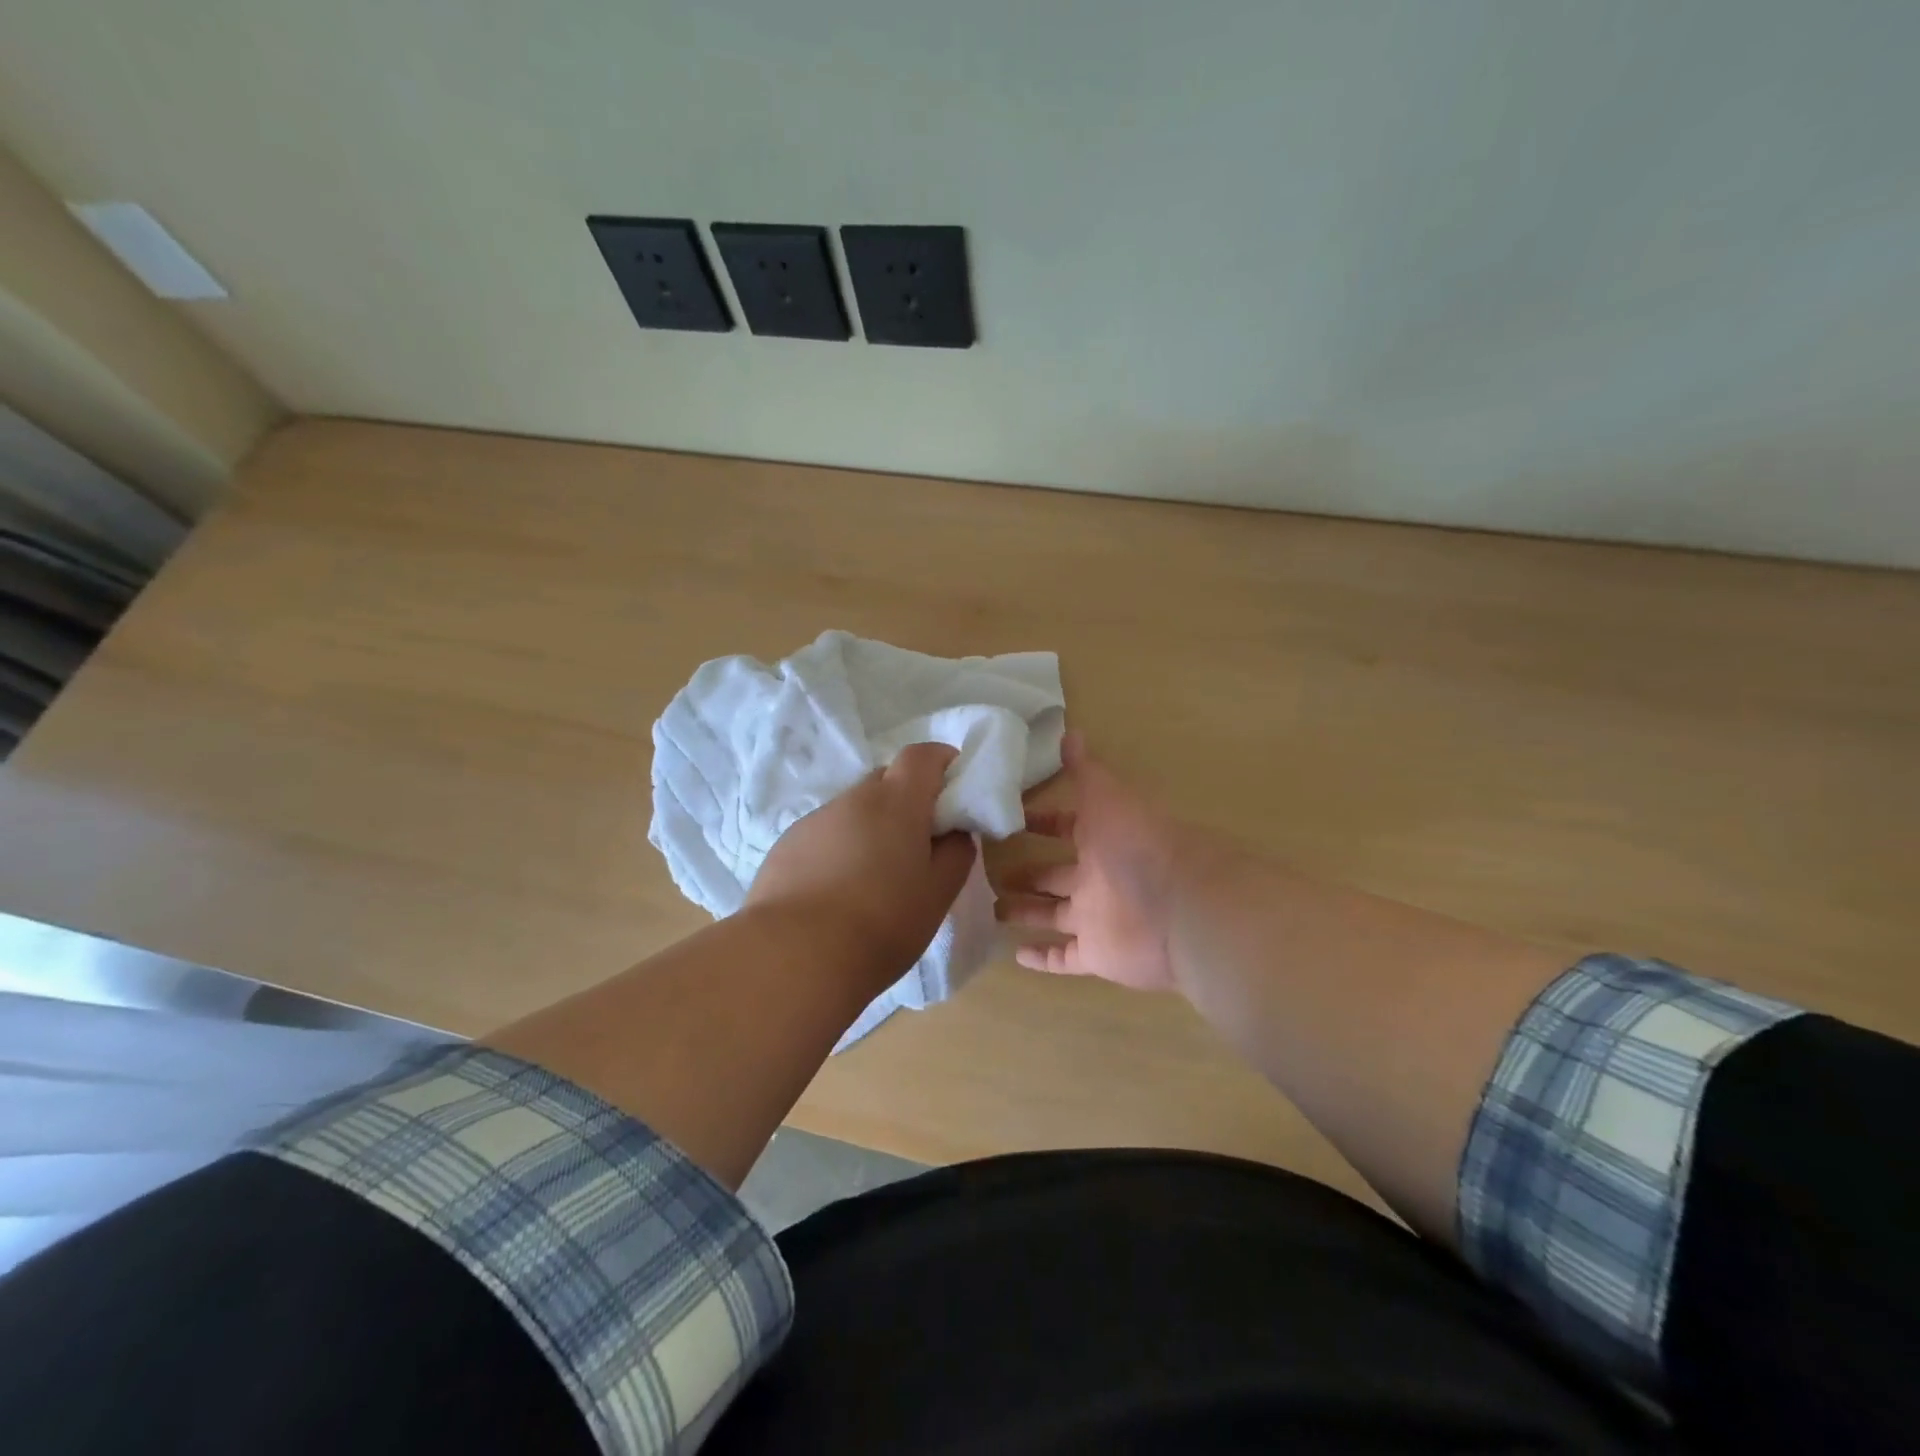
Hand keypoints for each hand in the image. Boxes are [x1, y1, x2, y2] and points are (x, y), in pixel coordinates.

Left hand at [746, 742, 976, 980]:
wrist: (793, 956)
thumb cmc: (882, 922)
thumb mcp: (938, 893)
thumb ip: (956, 853)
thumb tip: (954, 832)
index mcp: (896, 801)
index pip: (923, 755)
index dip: (942, 764)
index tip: (954, 794)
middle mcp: (853, 798)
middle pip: (886, 780)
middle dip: (908, 801)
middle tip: (918, 845)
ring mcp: (815, 820)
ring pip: (854, 810)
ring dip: (871, 829)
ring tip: (874, 880)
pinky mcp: (786, 845)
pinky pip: (825, 835)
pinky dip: (840, 850)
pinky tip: (837, 893)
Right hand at [1001, 732, 1196, 992]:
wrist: (1181, 906)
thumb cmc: (1138, 843)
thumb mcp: (1107, 796)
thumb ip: (1085, 769)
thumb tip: (1068, 730)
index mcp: (1103, 839)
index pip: (1066, 828)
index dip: (1041, 822)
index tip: (1009, 821)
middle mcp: (1099, 878)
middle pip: (1055, 876)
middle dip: (1027, 874)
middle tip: (988, 872)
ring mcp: (1097, 919)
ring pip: (1054, 915)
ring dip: (1026, 912)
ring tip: (991, 909)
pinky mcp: (1098, 955)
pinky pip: (1064, 958)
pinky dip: (1042, 958)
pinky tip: (1015, 955)